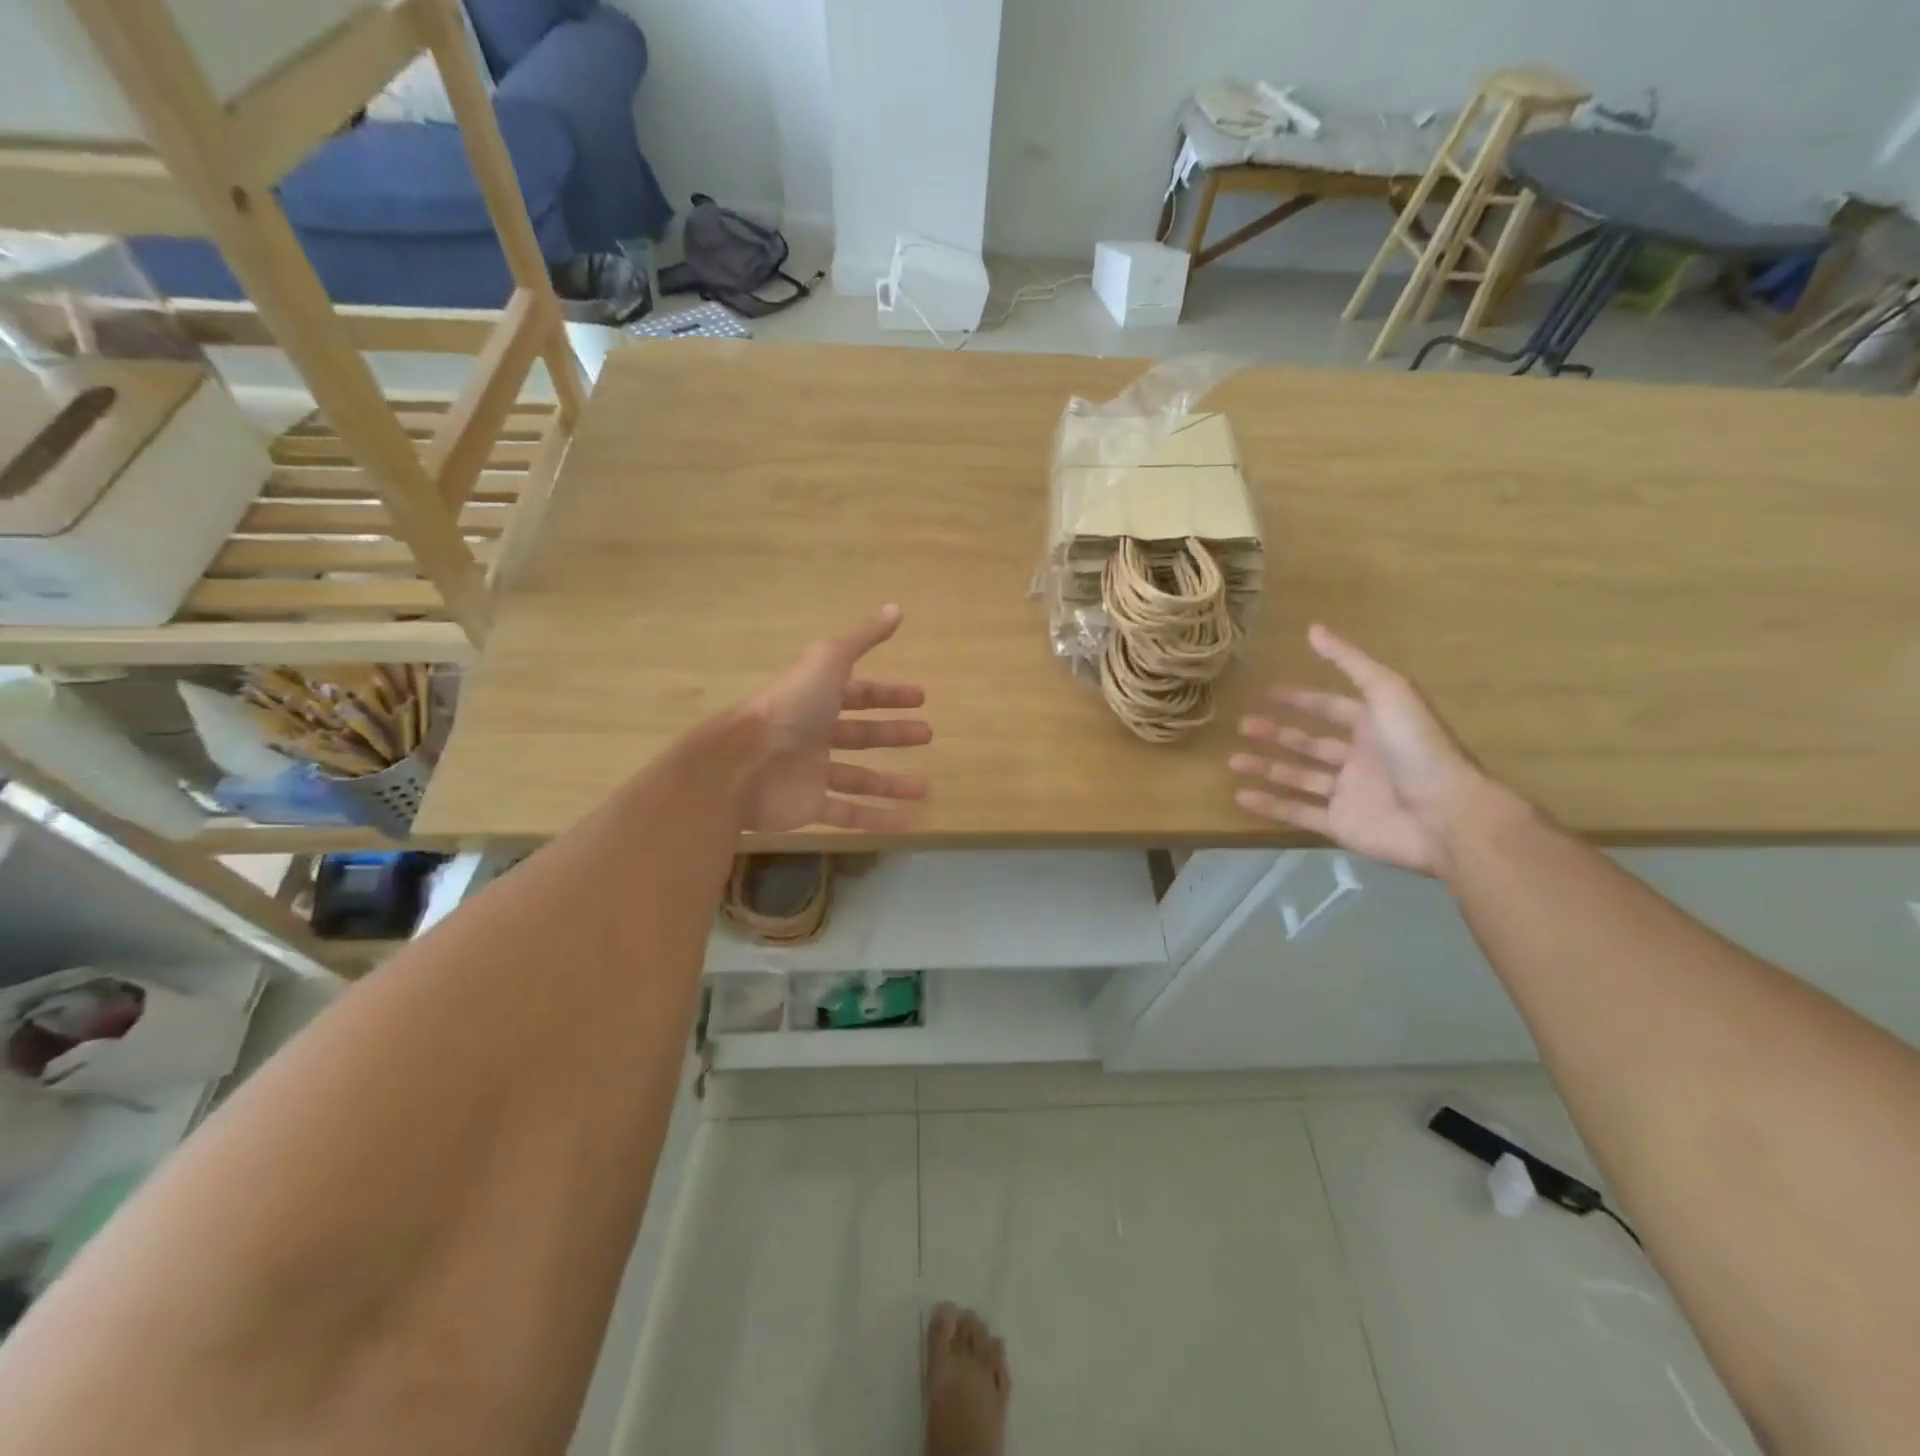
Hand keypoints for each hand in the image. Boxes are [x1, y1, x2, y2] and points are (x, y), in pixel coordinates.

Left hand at [741, 604, 931, 831]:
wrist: (741, 763)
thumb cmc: (789, 708)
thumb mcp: (828, 662)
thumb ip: (862, 639)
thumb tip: (896, 607)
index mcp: (817, 699)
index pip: (859, 694)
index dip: (888, 694)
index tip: (920, 698)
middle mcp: (814, 734)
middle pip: (861, 734)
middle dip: (894, 733)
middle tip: (927, 735)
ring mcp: (810, 772)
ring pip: (858, 778)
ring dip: (891, 782)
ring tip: (925, 787)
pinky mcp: (808, 806)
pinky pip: (847, 813)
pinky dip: (875, 818)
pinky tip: (906, 821)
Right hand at [1229, 624, 1502, 874]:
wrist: (1444, 814)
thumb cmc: (1417, 748)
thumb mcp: (1387, 691)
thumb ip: (1350, 662)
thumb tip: (1313, 628)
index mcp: (1375, 726)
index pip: (1331, 708)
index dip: (1301, 700)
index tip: (1268, 693)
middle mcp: (1360, 758)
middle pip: (1310, 743)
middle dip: (1276, 734)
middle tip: (1243, 725)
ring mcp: (1349, 793)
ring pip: (1298, 777)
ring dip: (1266, 767)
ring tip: (1234, 761)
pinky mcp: (1341, 824)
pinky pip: (1298, 812)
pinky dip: (1270, 805)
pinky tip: (1241, 795)